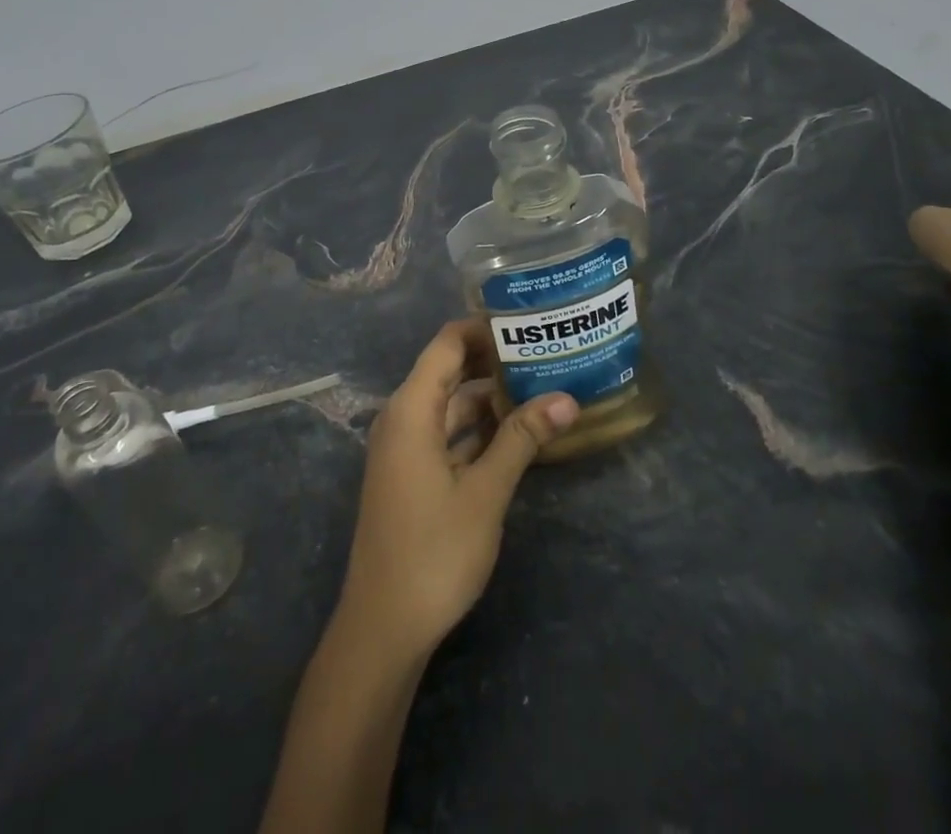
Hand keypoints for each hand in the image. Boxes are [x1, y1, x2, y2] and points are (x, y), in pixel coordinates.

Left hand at [336, 320, 578, 663]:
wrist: (383, 628)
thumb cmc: (433, 552)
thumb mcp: (485, 492)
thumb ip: (522, 439)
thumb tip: (567, 398)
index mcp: (411, 409)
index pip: (447, 344)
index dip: (483, 328)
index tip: (527, 321)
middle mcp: (403, 418)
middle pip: (449, 370)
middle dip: (494, 360)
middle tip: (545, 350)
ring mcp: (405, 448)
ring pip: (451, 404)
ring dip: (490, 396)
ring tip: (541, 384)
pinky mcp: (412, 474)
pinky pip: (447, 433)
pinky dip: (478, 427)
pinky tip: (517, 430)